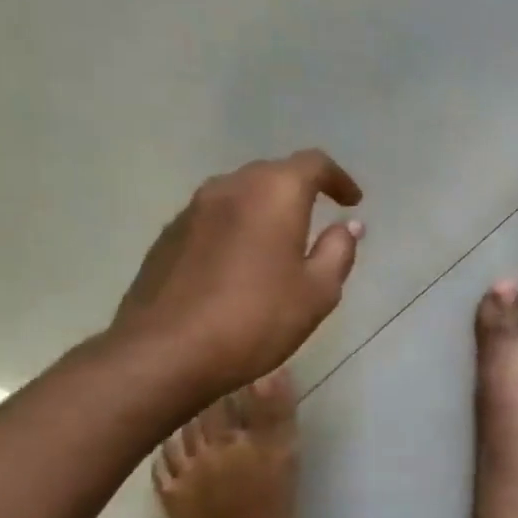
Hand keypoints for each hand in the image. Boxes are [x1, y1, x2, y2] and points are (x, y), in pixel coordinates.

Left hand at [111, 150, 363, 397]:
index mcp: (274, 192)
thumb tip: (347, 225)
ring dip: (265, 209)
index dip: (338, 178)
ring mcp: (192, 209)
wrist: (164, 353)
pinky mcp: (168, 236)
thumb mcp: (317, 292)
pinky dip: (237, 227)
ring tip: (280, 241)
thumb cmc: (255, 319)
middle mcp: (231, 187)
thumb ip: (338, 250)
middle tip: (319, 219)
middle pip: (273, 173)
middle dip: (301, 190)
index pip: (314, 164)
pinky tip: (241, 264)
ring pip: (240, 194)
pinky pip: (214, 218)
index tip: (352, 201)